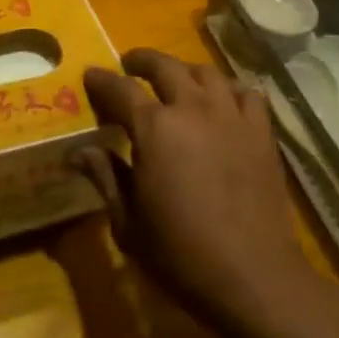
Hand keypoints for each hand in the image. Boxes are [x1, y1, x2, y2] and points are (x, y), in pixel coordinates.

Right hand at [75, 49, 320, 332]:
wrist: (253, 276)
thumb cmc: (181, 254)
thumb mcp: (129, 223)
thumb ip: (106, 177)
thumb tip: (77, 151)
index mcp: (154, 128)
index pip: (120, 89)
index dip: (102, 80)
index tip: (90, 74)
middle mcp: (192, 108)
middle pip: (164, 66)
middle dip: (142, 61)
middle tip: (130, 66)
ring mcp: (231, 115)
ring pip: (205, 72)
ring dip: (184, 71)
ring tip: (176, 80)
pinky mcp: (261, 131)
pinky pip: (246, 93)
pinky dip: (230, 89)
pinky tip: (223, 100)